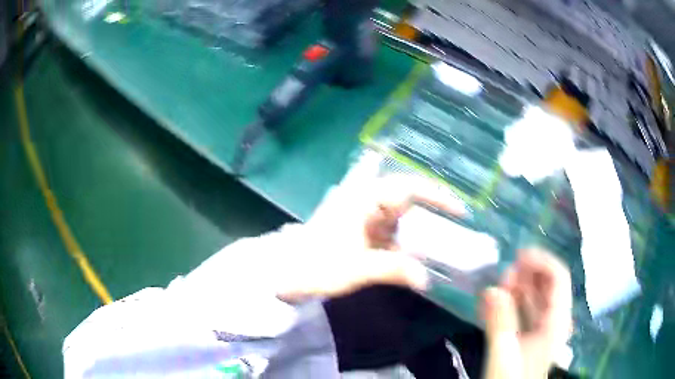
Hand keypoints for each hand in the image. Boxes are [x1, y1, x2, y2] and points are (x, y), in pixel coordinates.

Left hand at [276, 174, 465, 301]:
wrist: (285, 274)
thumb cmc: (316, 265)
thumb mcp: (356, 268)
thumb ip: (393, 270)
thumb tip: (427, 279)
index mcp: (365, 199)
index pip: (409, 188)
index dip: (437, 197)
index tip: (461, 211)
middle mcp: (367, 203)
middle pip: (408, 203)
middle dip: (433, 216)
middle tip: (458, 232)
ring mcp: (364, 219)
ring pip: (402, 221)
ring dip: (421, 234)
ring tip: (445, 246)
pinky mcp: (362, 234)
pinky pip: (392, 236)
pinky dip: (406, 246)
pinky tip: (418, 259)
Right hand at [482, 249, 571, 378]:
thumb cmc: (511, 378)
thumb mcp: (504, 354)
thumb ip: (500, 322)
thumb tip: (491, 289)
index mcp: (556, 320)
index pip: (558, 278)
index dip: (541, 261)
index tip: (516, 256)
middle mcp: (553, 319)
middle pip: (546, 285)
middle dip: (525, 275)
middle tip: (501, 278)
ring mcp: (541, 327)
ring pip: (534, 297)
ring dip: (515, 289)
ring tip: (493, 290)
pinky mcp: (528, 335)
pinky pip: (522, 311)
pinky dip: (508, 304)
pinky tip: (489, 305)